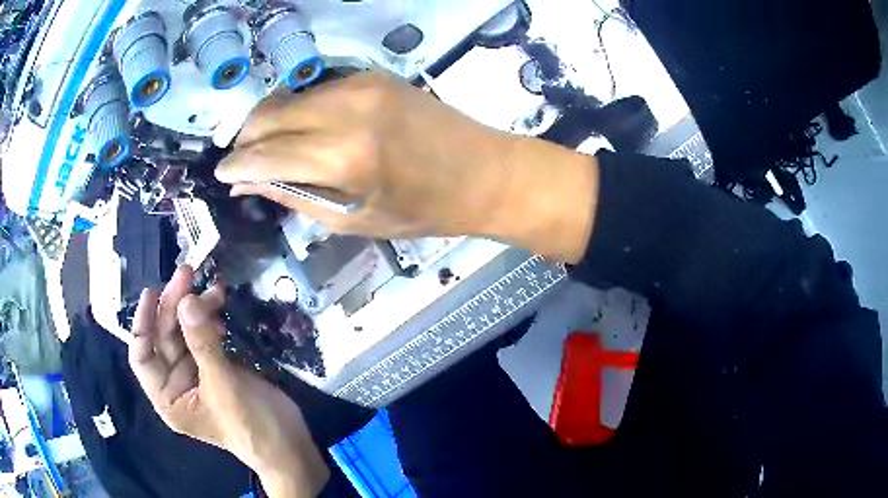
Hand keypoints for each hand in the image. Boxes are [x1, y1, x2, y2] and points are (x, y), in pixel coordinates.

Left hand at [129, 267, 329, 496]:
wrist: (288, 444)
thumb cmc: (251, 425)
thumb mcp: (224, 386)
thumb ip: (203, 343)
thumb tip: (188, 299)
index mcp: (168, 396)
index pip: (142, 355)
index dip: (143, 322)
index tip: (153, 291)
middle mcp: (176, 383)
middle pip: (165, 336)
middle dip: (175, 305)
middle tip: (188, 274)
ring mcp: (196, 373)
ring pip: (186, 331)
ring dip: (197, 308)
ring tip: (214, 288)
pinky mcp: (216, 366)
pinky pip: (206, 335)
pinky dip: (212, 319)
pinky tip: (221, 307)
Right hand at [216, 71, 598, 262]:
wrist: (485, 171)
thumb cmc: (424, 210)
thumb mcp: (354, 220)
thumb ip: (294, 196)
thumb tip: (247, 183)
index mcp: (344, 156)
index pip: (265, 154)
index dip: (236, 164)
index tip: (222, 174)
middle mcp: (346, 108)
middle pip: (268, 115)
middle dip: (246, 140)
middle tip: (243, 163)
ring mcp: (360, 84)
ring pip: (287, 97)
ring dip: (268, 122)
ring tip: (270, 150)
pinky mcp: (372, 75)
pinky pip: (315, 90)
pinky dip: (298, 110)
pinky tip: (303, 131)